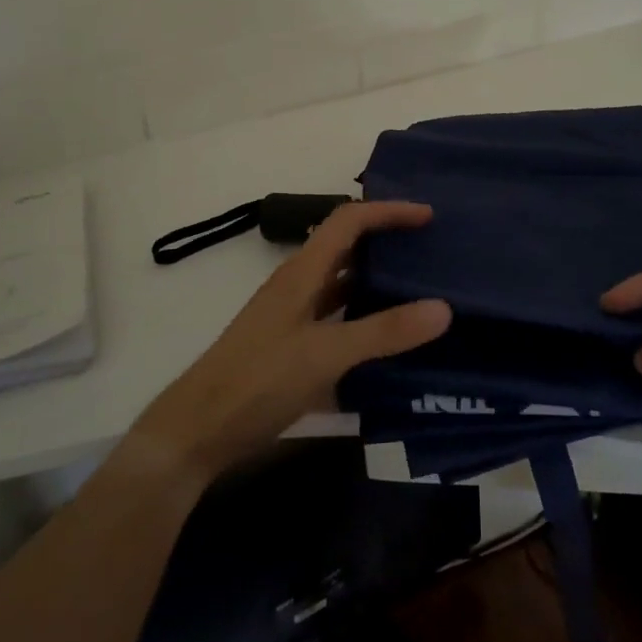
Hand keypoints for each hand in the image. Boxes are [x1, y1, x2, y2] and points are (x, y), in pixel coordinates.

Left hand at [129, 201, 450, 484]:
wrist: (198, 430)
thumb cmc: (258, 380)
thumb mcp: (325, 354)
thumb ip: (383, 332)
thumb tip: (443, 308)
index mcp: (303, 272)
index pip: (349, 221)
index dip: (388, 211)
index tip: (428, 217)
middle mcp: (299, 286)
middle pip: (347, 249)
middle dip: (387, 243)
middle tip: (431, 253)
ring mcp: (294, 319)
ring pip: (343, 287)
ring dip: (378, 284)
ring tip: (422, 293)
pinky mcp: (293, 349)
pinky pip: (338, 323)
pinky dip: (365, 324)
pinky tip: (392, 346)